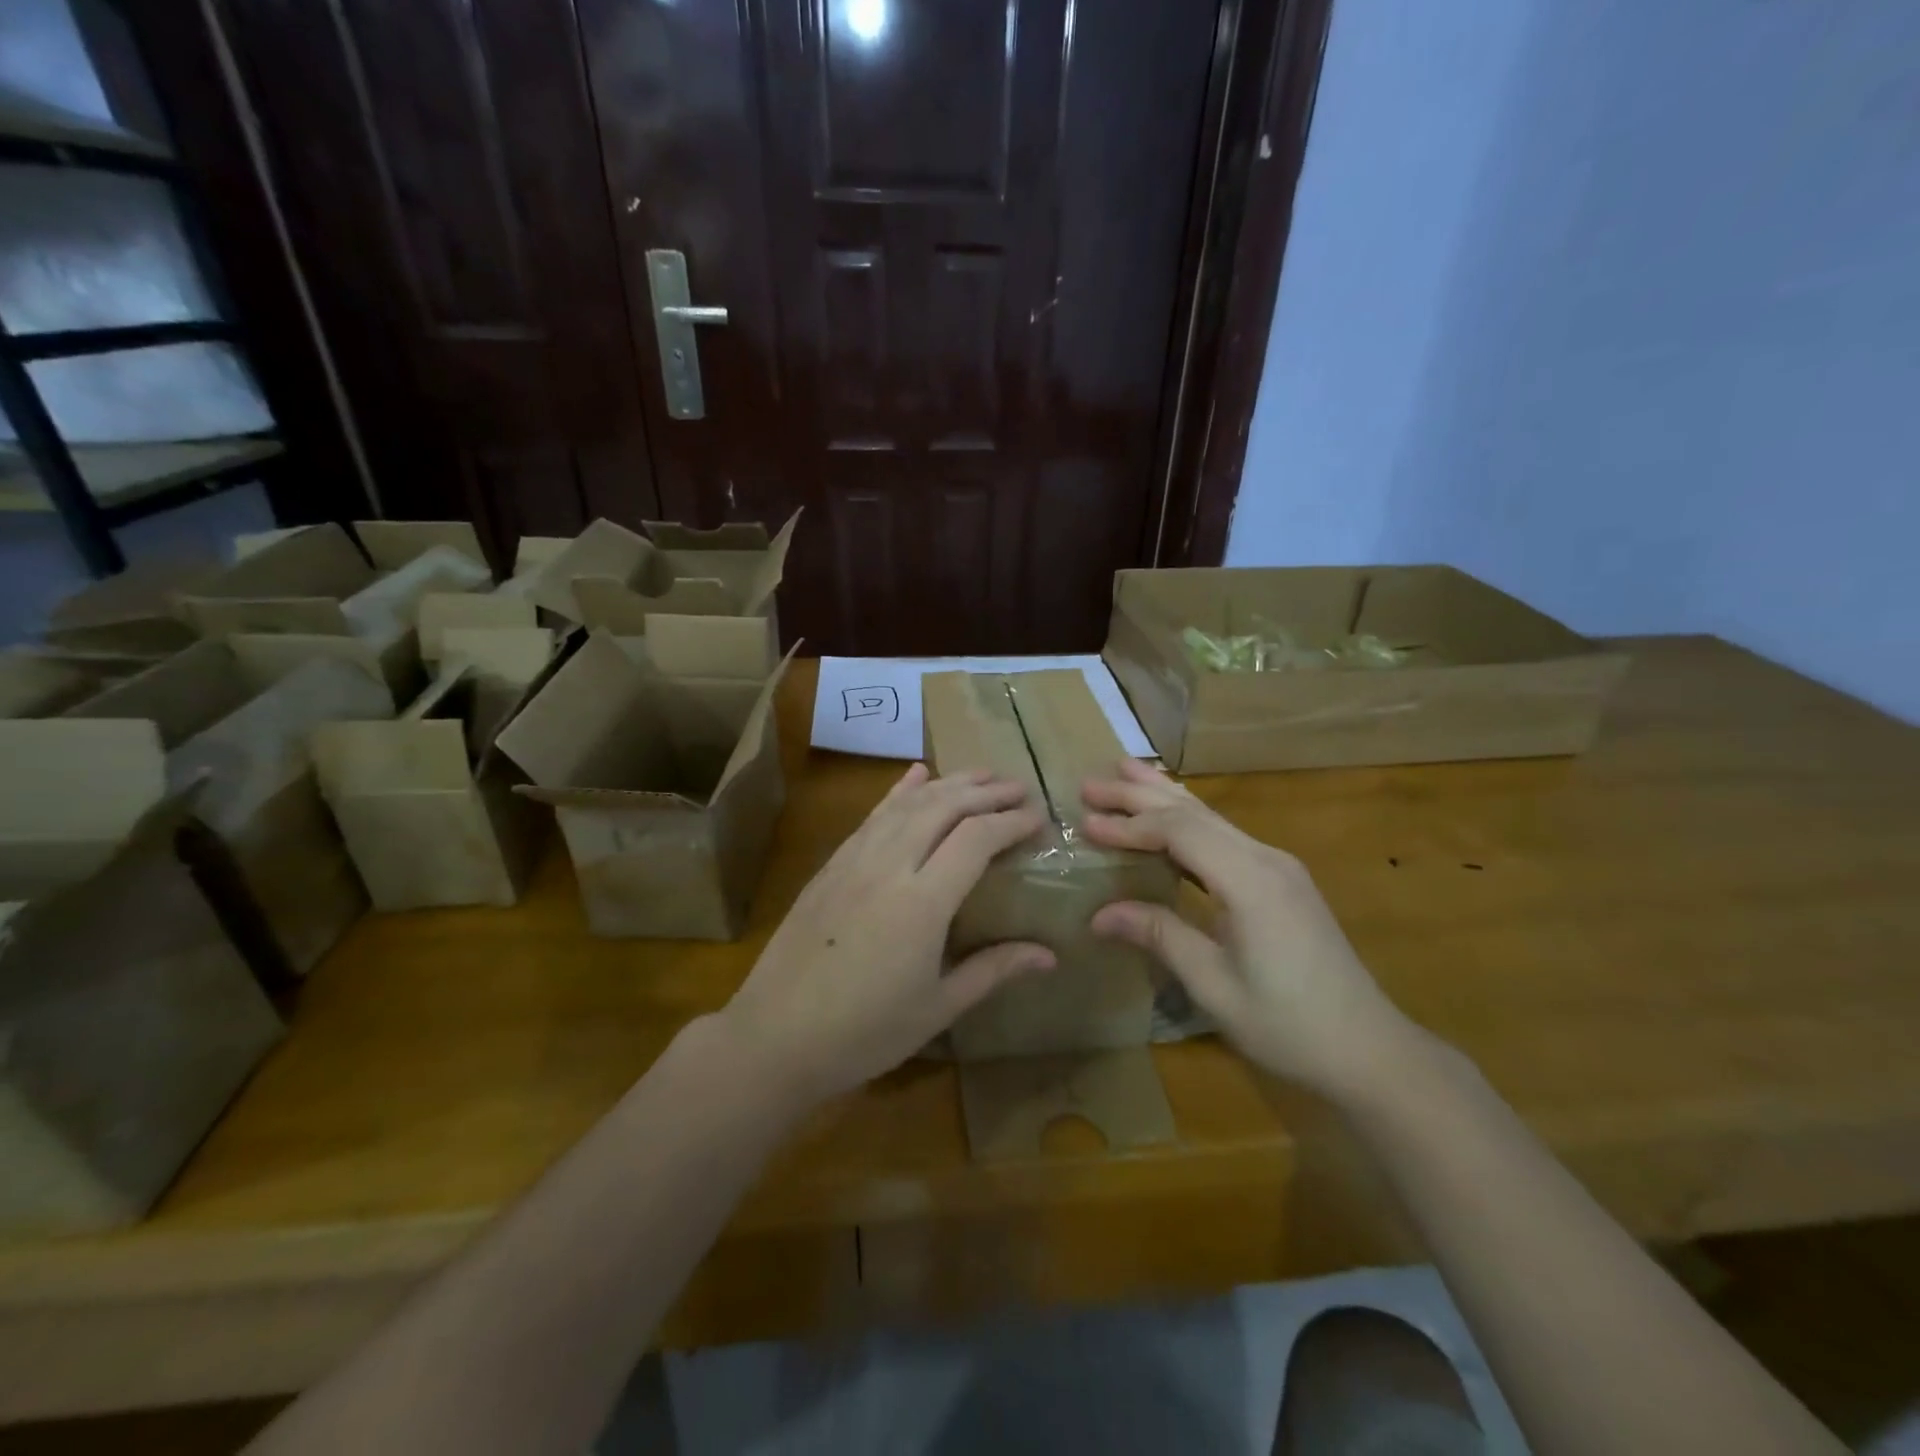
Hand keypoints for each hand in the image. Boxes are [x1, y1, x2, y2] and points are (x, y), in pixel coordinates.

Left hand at [720, 763, 1054, 1104]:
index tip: (1038, 818)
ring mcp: (854, 860)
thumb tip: (1050, 955)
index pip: (976, 838)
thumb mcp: (938, 1007)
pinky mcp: (831, 864)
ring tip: (981, 775)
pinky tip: (915, 776)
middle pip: (944, 807)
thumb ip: (994, 970)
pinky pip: (873, 815)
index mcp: (922, 902)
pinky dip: (900, 791)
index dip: (1011, 822)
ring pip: (907, 803)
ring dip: (949, 783)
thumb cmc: (865, 1032)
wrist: (775, 1036)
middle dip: (986, 791)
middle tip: (1019, 788)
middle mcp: (889, 866)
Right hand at [1081, 759, 1412, 1099]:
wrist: (1369, 1050)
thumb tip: (1099, 914)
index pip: (1179, 832)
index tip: (1086, 823)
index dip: (1129, 825)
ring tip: (1125, 772)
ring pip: (1212, 817)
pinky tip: (1171, 815)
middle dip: (1140, 794)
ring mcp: (1278, 866)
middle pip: (1194, 812)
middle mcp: (1266, 859)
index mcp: (1250, 881)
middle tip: (1090, 782)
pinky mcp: (1281, 880)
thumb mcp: (1214, 986)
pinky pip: (1225, 835)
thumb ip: (1159, 936)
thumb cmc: (1289, 1025)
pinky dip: (1188, 819)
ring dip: (1164, 796)